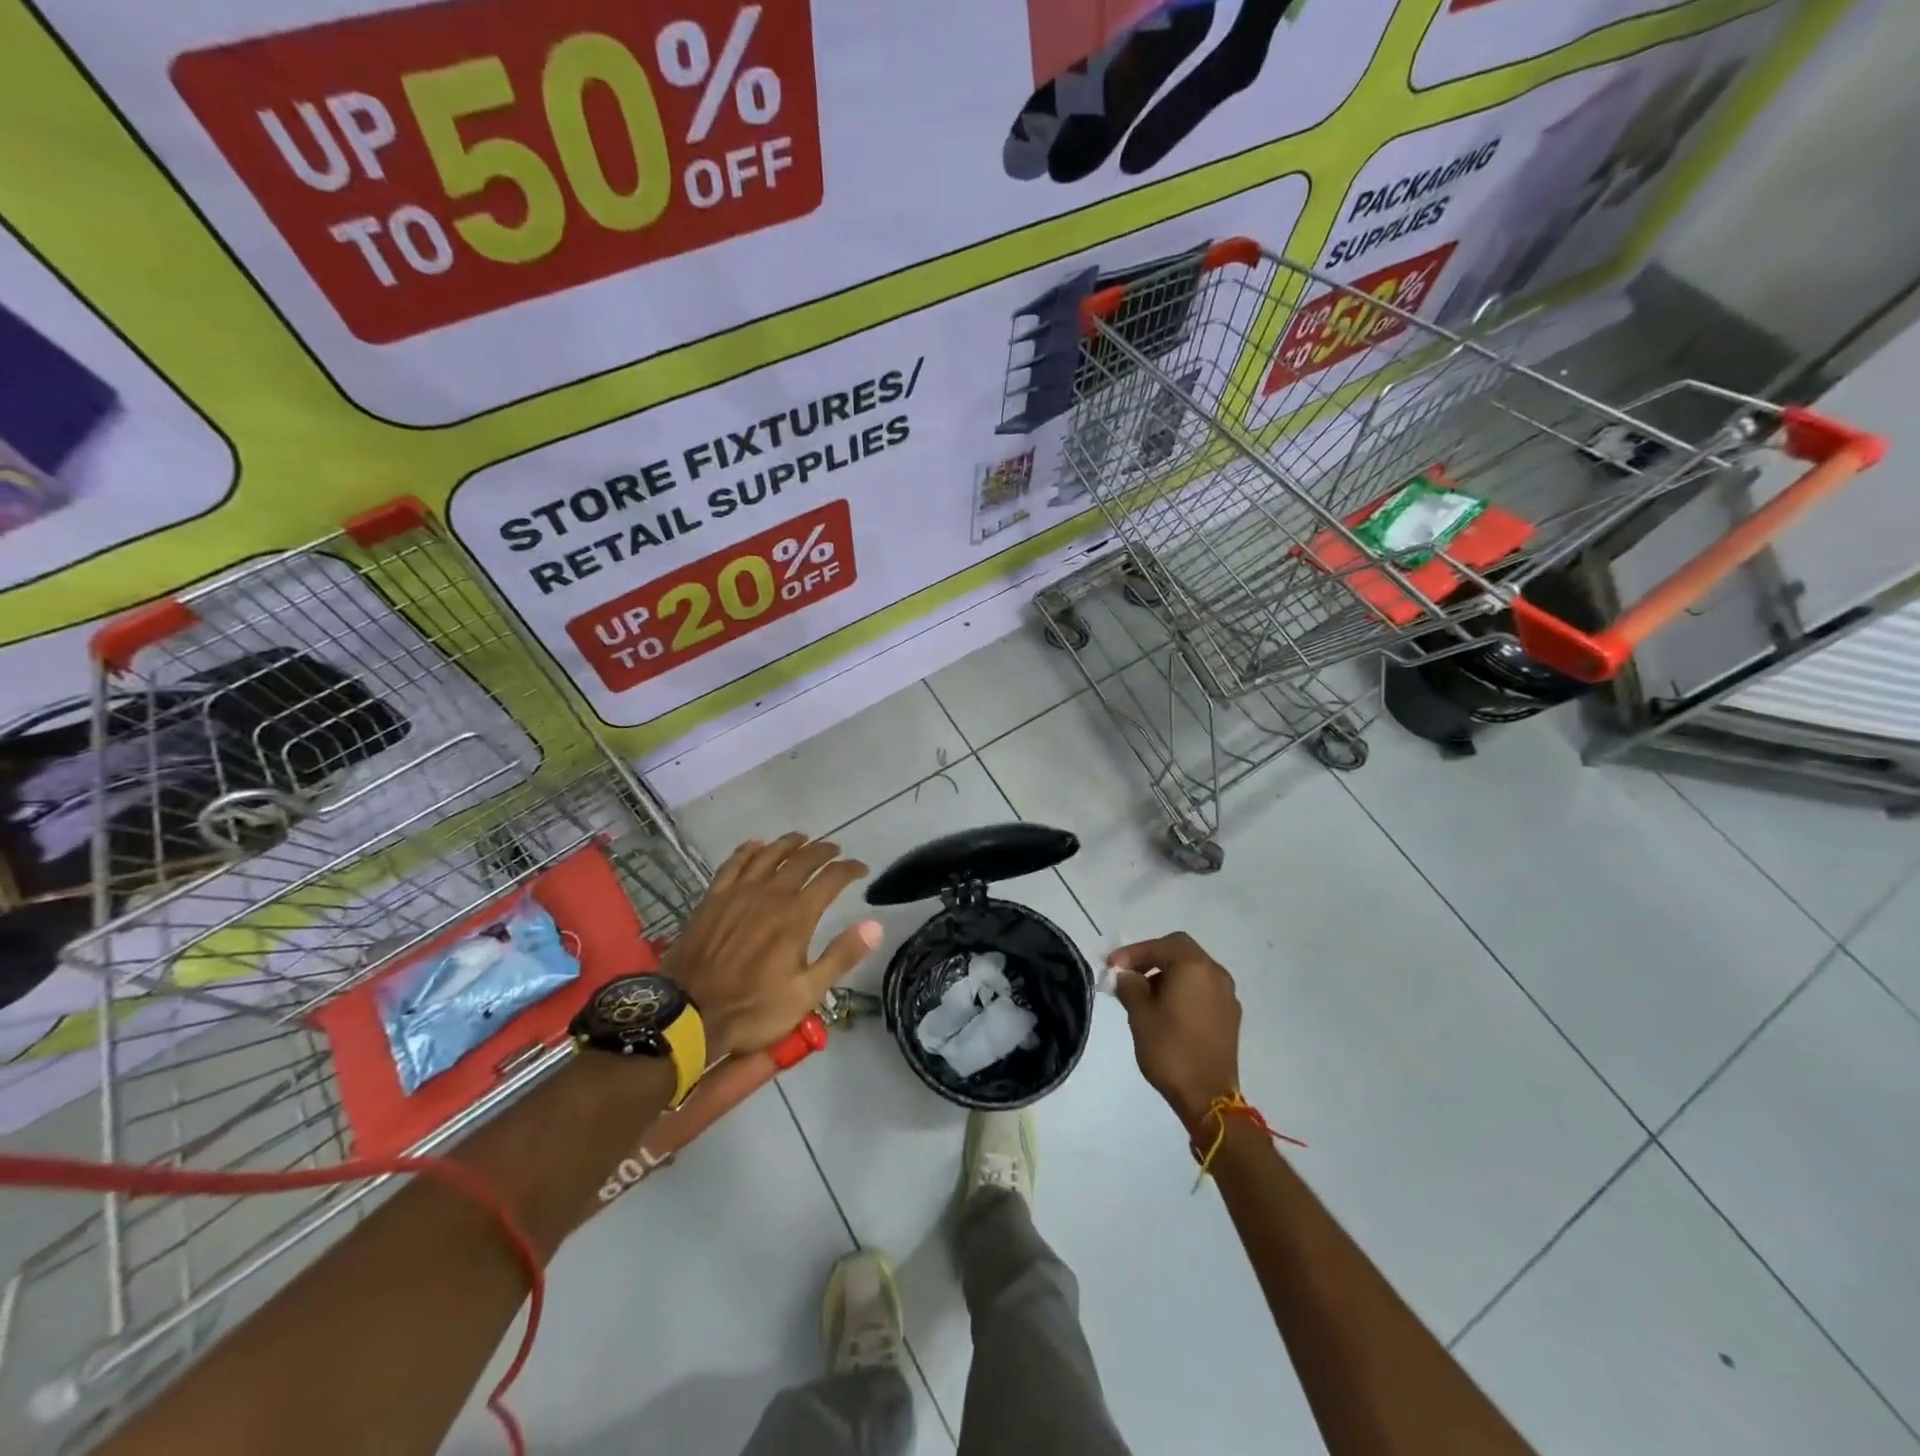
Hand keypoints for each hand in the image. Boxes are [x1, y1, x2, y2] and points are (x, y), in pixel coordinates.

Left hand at [663, 834, 880, 1057]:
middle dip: (823, 851)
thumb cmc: (754, 1009)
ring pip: (768, 854)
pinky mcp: (713, 899)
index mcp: (797, 916)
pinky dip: (747, 850)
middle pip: (802, 860)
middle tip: (835, 851)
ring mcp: (738, 893)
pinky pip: (733, 864)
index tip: (861, 868)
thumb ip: (841, 955)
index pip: (831, 879)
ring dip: (788, 843)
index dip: (850, 869)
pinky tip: (755, 844)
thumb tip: (875, 925)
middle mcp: (770, 894)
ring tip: (802, 838)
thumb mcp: (806, 993)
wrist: (689, 1015)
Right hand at [1108, 933, 1241, 1131]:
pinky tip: (1167, 1010)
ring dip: (1168, 974)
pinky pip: (1203, 989)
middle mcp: (1216, 974)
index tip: (1112, 966)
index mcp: (1194, 967)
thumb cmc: (1170, 1051)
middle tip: (1129, 974)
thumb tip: (1127, 975)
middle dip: (1152, 958)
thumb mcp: (1140, 1015)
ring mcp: (1227, 995)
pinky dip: (1184, 989)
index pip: (1161, 945)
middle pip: (1181, 951)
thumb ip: (1130, 986)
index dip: (1133, 952)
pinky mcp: (1230, 1016)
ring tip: (1144, 994)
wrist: (1208, 1098)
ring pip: (1193, 970)